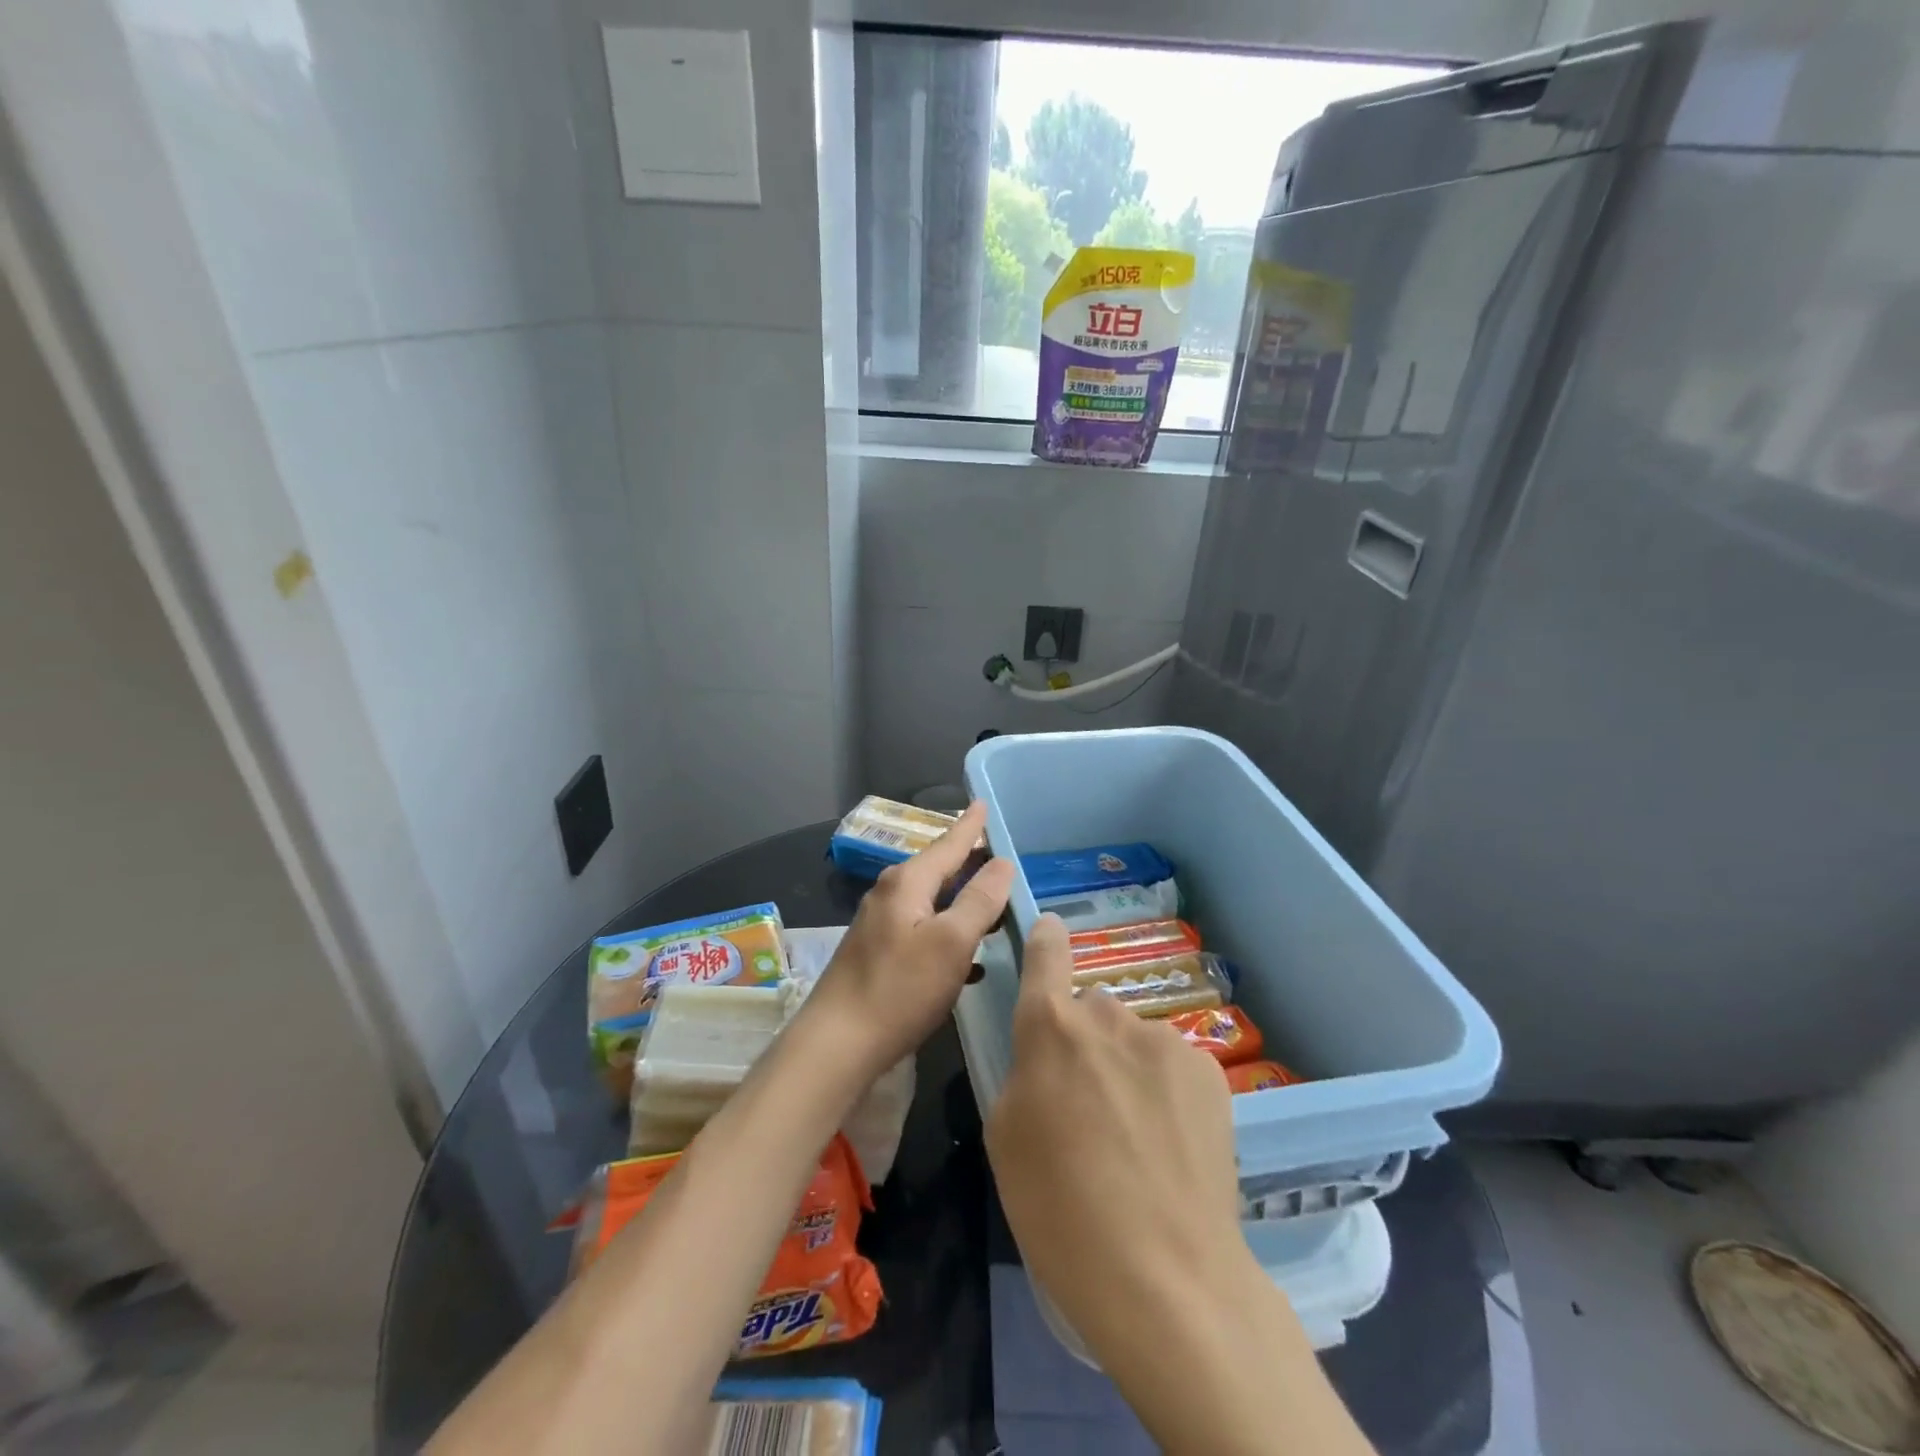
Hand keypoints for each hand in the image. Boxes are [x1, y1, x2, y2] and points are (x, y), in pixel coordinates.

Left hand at [799, 801, 1014, 1084]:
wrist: (837, 1044)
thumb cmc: (899, 989)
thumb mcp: (951, 942)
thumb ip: (979, 900)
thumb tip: (1001, 862)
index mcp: (907, 883)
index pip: (948, 844)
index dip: (970, 825)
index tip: (984, 802)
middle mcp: (890, 894)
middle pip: (938, 869)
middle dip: (970, 861)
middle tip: (1002, 854)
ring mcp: (881, 925)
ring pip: (932, 901)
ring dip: (963, 900)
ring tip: (995, 903)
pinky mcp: (879, 953)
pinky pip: (924, 929)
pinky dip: (950, 932)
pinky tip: (971, 957)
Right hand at [985, 915, 1246, 1361]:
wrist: (1164, 1277)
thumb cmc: (1059, 1209)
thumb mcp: (1005, 1136)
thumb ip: (1023, 1072)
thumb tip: (1049, 1058)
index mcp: (1051, 1027)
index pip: (1046, 954)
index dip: (1045, 939)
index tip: (1049, 930)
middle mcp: (1108, 1016)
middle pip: (1091, 1010)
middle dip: (1086, 1040)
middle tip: (1088, 1102)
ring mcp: (1164, 1040)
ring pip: (1134, 1039)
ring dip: (1128, 1068)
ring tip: (1136, 1137)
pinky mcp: (1209, 1070)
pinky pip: (1172, 1065)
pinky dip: (1166, 1090)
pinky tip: (1171, 1144)